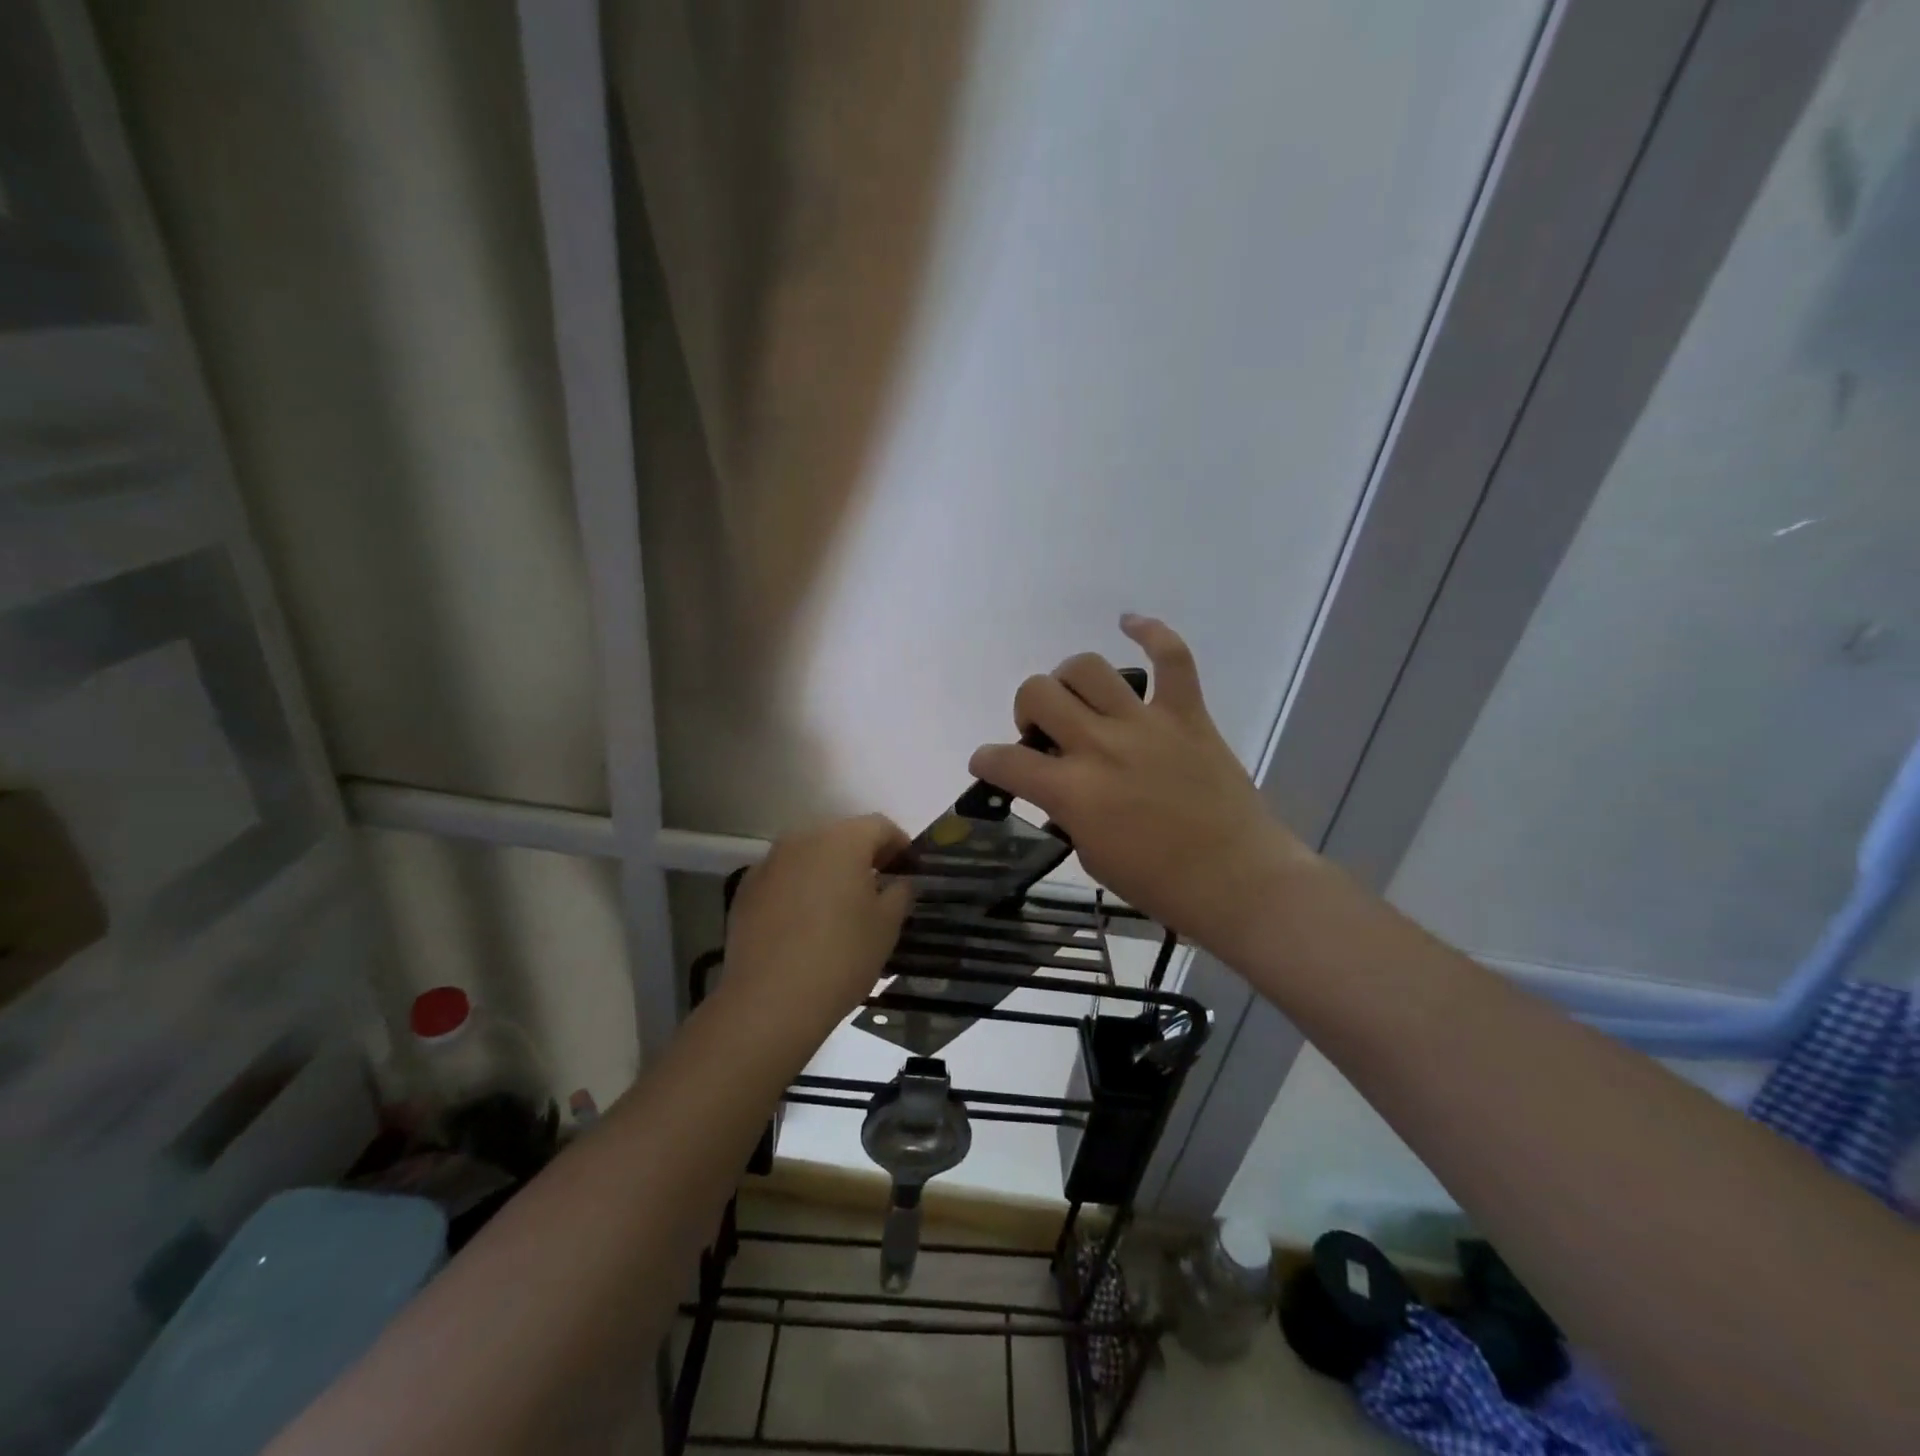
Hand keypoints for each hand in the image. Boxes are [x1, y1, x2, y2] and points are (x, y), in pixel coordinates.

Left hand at [723, 814, 913, 1031]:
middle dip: (863, 855)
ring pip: (809, 855)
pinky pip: (784, 877)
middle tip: (879, 887)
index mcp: (842, 840)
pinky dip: (800, 888)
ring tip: (841, 906)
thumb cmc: (841, 956)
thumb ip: (900, 892)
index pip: (879, 826)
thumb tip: (898, 882)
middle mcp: (802, 839)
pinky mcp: (745, 889)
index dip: (900, 844)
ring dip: (829, 871)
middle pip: (841, 836)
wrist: (770, 1001)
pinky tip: (805, 923)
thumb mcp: (887, 926)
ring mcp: (769, 862)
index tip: (910, 869)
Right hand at [968, 615, 1313, 961]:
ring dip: (1070, 680)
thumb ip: (1068, 813)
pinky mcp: (1186, 714)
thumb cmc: (1160, 883)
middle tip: (1044, 731)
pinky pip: (1171, 657)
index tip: (988, 763)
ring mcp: (1145, 724)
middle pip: (1038, 694)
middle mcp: (1100, 746)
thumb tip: (1060, 788)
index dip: (986, 760)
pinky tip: (1130, 624)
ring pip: (1087, 668)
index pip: (1005, 761)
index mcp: (1072, 791)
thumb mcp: (1092, 856)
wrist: (1238, 880)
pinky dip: (1150, 632)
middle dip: (1027, 709)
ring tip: (1079, 699)